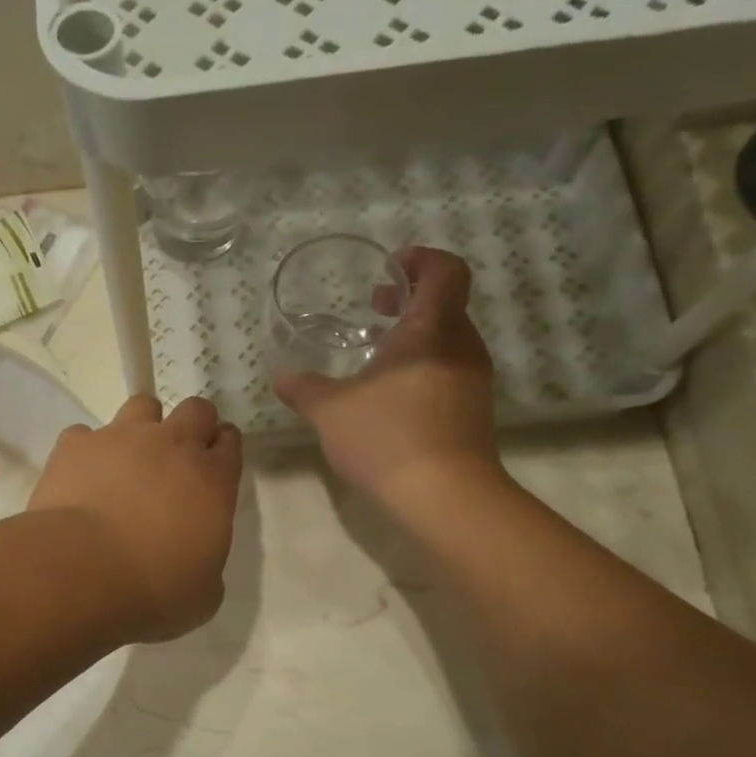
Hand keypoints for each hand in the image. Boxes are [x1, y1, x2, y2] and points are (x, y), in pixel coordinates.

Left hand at [28, 395, 242, 642]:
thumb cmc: (153, 591)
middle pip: (196, 409)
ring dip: (142, 428)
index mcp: (212, 479)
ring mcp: (120, 437)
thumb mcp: (202, 595)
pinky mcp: (76, 445)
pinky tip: (82, 480)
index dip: (223, 450)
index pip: (230, 442)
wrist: (81, 573)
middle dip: (193, 426)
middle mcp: (171, 445)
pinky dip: (88, 452)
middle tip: (177, 459)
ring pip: (142, 406)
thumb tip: (196, 560)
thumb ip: (208, 565)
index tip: (214, 468)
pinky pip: (86, 435)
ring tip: (128, 462)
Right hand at [274, 247, 502, 506]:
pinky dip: (421, 365)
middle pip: (445, 303)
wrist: (445, 497)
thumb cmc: (387, 438)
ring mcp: (473, 380)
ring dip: (414, 336)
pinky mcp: (473, 410)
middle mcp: (461, 346)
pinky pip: (448, 369)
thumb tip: (282, 376)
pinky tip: (390, 395)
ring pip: (446, 339)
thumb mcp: (330, 411)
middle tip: (373, 309)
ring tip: (375, 355)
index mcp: (432, 329)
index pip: (445, 270)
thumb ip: (304, 388)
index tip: (389, 269)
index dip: (420, 260)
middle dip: (408, 300)